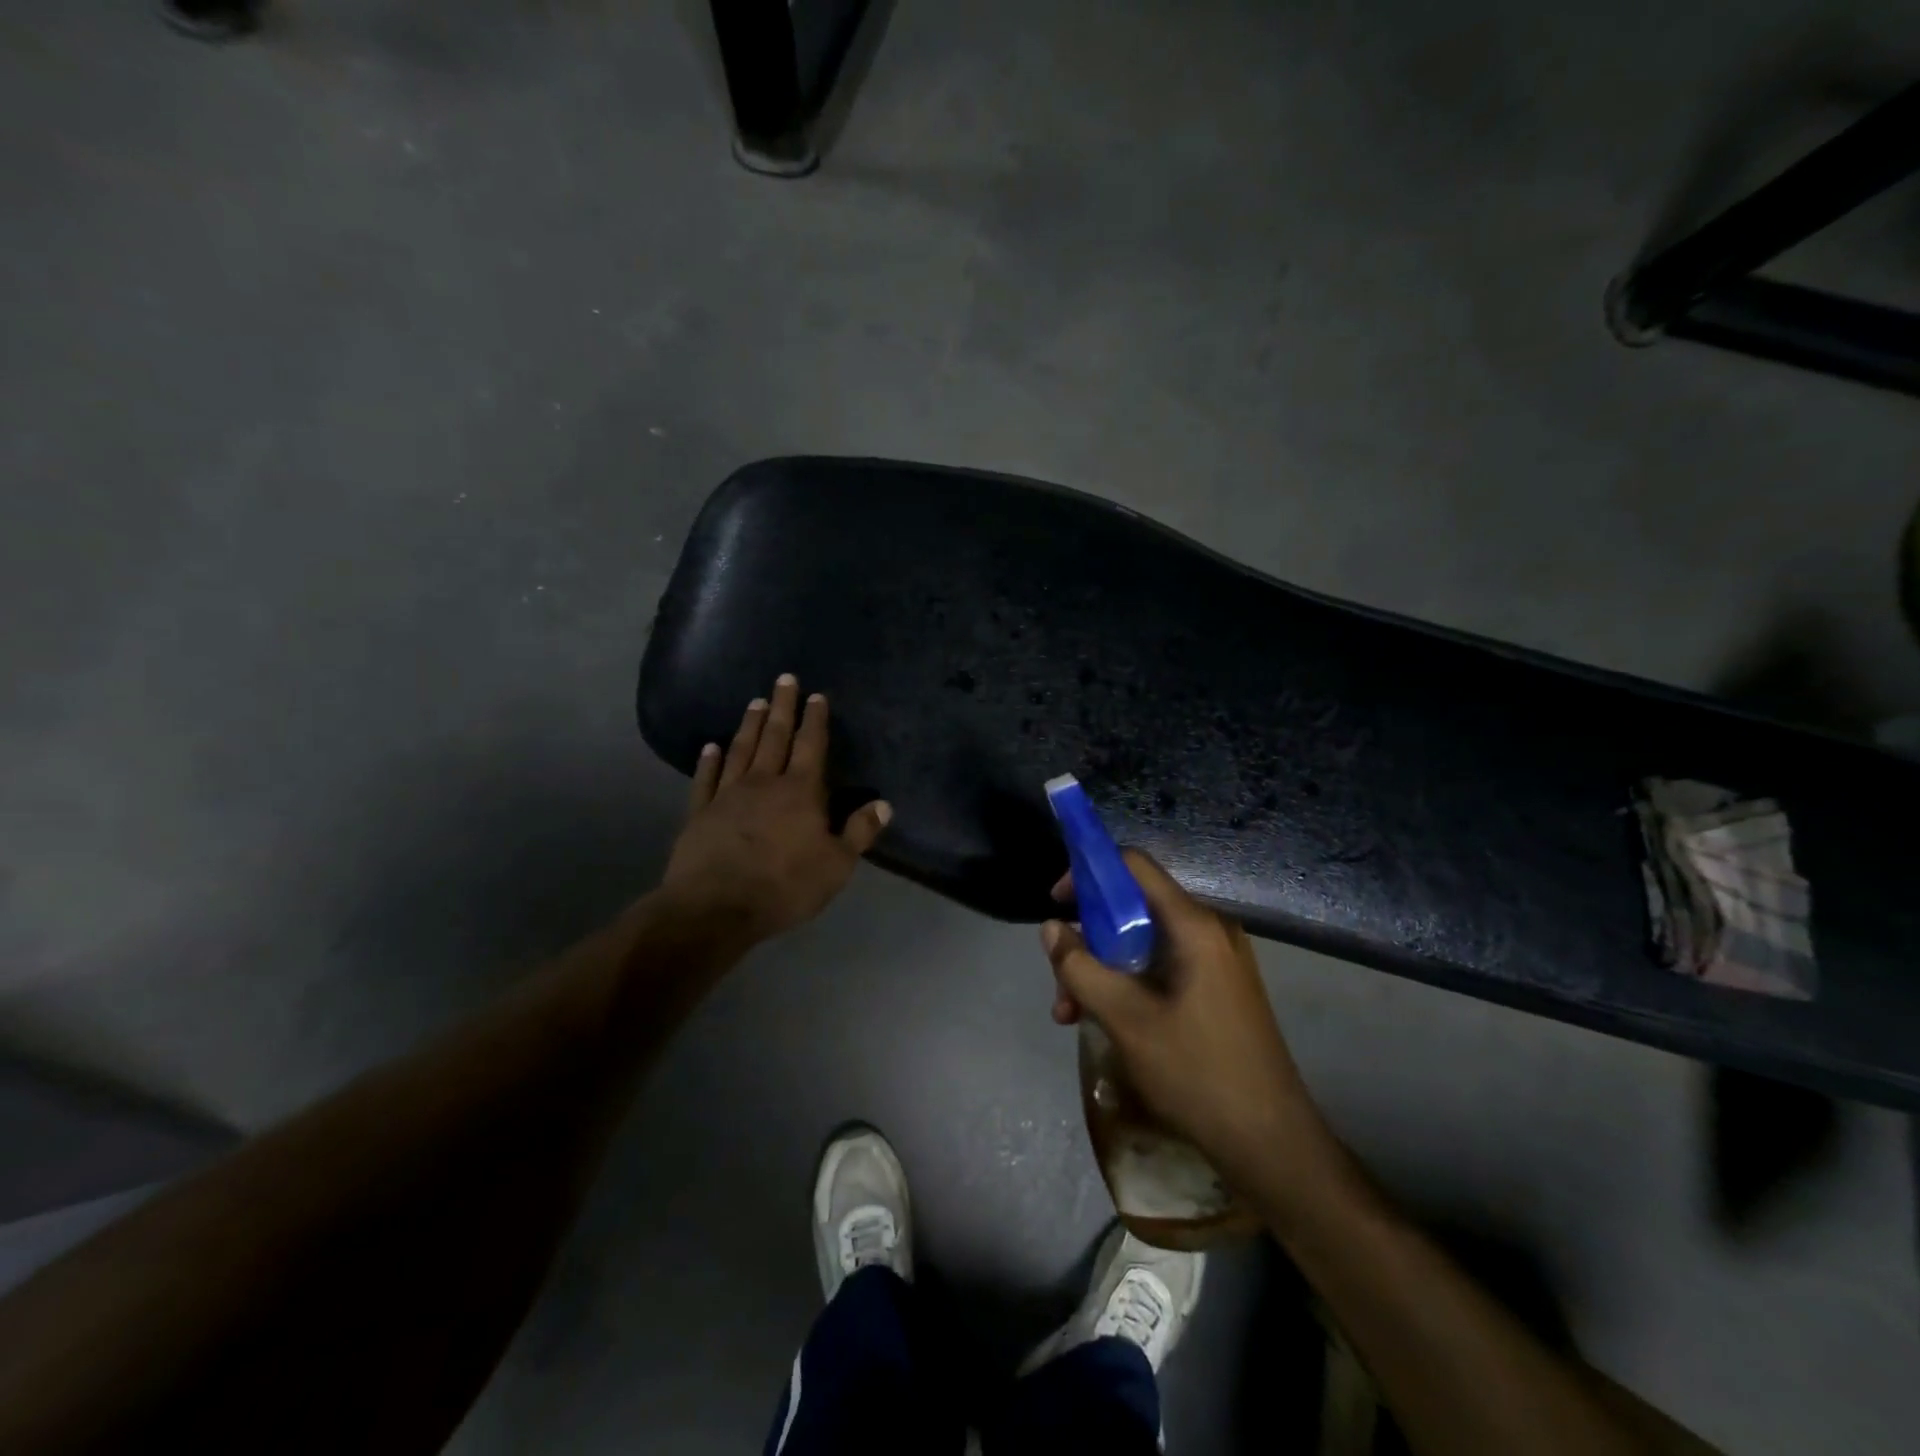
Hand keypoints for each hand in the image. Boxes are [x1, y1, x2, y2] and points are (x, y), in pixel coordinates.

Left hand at [661, 675, 890, 945]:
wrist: (716, 907)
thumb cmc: (784, 886)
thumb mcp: (836, 865)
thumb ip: (859, 832)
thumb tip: (884, 804)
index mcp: (800, 792)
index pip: (811, 746)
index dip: (815, 720)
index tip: (816, 695)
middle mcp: (764, 782)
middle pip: (775, 737)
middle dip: (783, 707)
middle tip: (784, 679)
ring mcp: (728, 795)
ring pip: (741, 750)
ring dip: (750, 725)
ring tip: (755, 702)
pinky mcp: (700, 812)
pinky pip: (706, 779)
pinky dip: (709, 761)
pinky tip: (710, 746)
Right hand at [1041, 851, 1316, 1180]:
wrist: (1271, 1143)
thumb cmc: (1197, 1072)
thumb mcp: (1125, 1019)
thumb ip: (1081, 968)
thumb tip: (1051, 928)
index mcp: (1193, 925)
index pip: (1134, 866)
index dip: (1089, 872)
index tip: (1058, 903)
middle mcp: (1208, 930)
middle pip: (1133, 908)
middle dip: (1088, 938)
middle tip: (1061, 983)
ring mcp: (1217, 960)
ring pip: (1143, 942)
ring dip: (1102, 969)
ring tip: (1071, 1015)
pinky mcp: (1217, 988)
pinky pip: (1161, 967)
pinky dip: (1128, 984)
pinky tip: (1103, 1021)